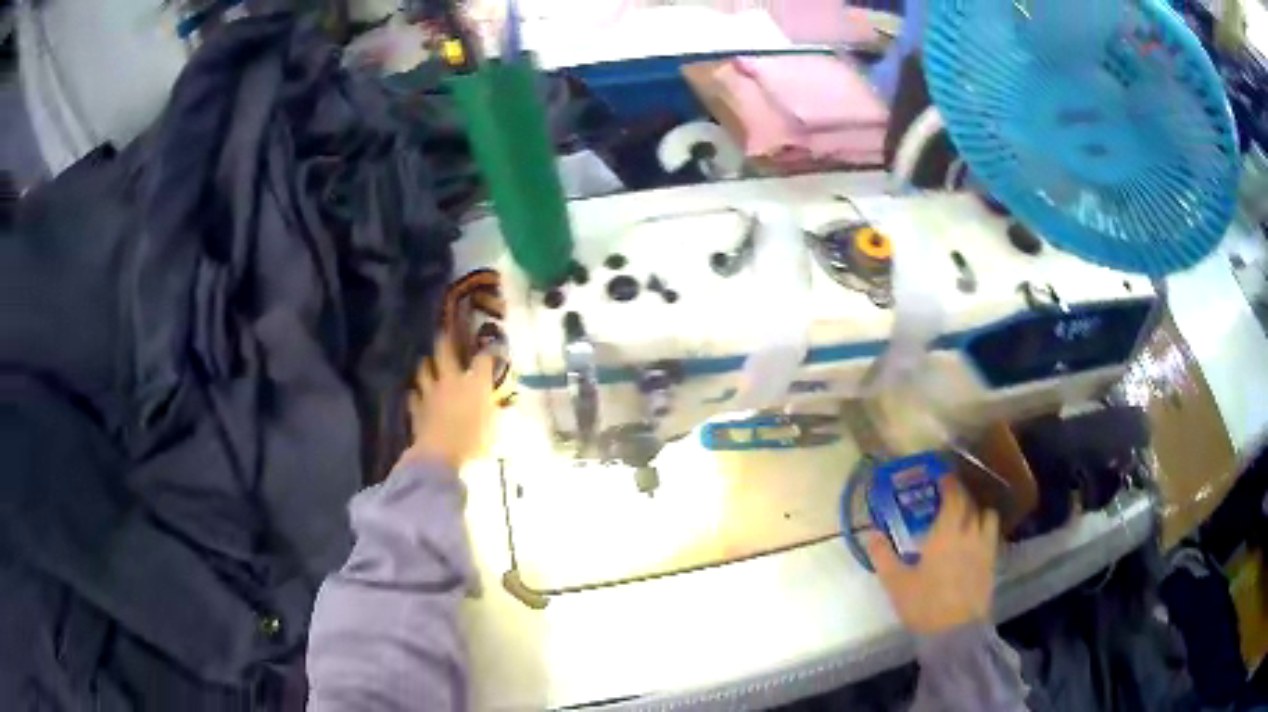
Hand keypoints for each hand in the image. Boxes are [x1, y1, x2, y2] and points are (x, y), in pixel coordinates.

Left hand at [402, 333, 496, 470]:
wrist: (440, 455)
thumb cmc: (474, 442)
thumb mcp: (494, 429)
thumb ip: (496, 413)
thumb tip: (499, 404)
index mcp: (475, 384)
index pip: (483, 359)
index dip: (488, 352)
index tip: (492, 350)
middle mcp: (452, 381)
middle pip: (445, 352)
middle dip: (445, 341)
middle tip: (444, 333)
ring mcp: (431, 393)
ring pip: (424, 370)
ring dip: (426, 366)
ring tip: (426, 362)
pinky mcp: (417, 408)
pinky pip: (414, 396)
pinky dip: (416, 395)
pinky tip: (416, 395)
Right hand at [866, 477, 999, 634]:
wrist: (955, 631)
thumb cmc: (924, 604)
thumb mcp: (896, 582)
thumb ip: (883, 555)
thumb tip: (871, 533)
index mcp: (947, 532)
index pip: (954, 496)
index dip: (948, 482)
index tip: (941, 475)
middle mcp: (970, 532)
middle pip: (970, 503)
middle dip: (960, 495)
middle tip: (948, 497)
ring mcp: (985, 547)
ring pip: (987, 516)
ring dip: (977, 511)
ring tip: (966, 518)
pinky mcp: (992, 563)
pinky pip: (991, 535)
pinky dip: (983, 530)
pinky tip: (973, 542)